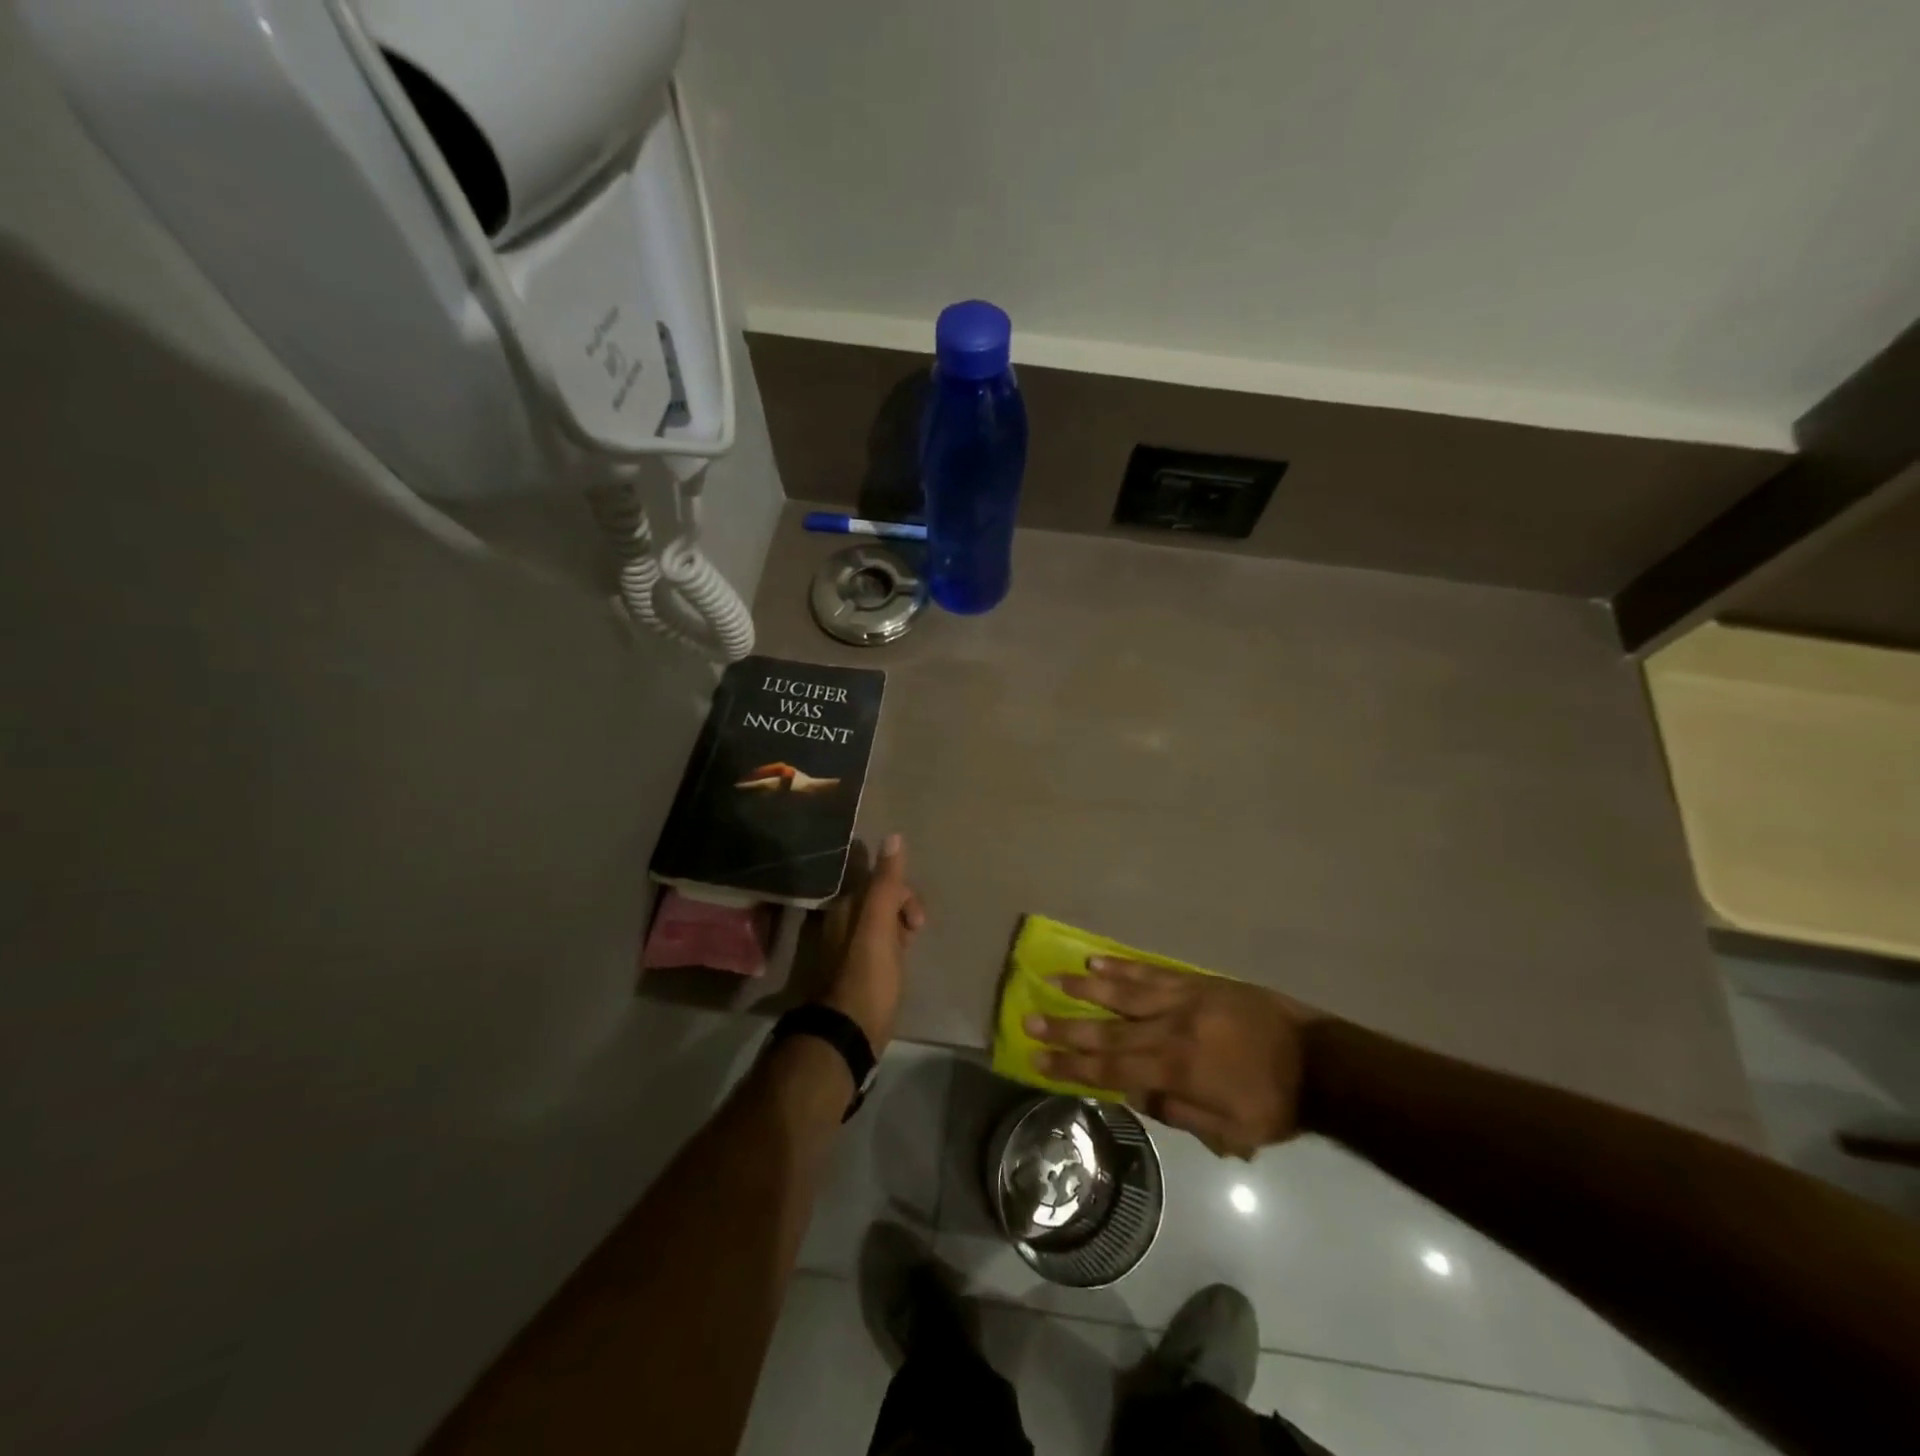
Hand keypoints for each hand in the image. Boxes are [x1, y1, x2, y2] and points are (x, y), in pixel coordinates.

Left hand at [818, 834, 924, 1051]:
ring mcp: (845, 952)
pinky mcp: (854, 976)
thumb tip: (893, 836)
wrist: (849, 1033)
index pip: (878, 883)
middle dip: (903, 911)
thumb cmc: (868, 976)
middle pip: (878, 902)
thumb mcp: (879, 925)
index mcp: (845, 909)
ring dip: (899, 931)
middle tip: (917, 933)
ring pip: (878, 926)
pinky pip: (877, 949)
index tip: (918, 920)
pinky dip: (892, 950)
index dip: (903, 894)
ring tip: (910, 951)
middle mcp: (840, 925)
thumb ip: (886, 883)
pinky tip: (899, 967)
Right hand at [1027, 959, 1323, 1159]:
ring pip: (1125, 993)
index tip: (1036, 1061)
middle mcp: (1170, 1030)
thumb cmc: (1274, 1104)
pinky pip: (1154, 972)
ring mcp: (1183, 1000)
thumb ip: (1178, 1114)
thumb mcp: (1230, 1132)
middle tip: (1030, 1019)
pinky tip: (1099, 960)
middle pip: (1108, 1030)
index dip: (1071, 1067)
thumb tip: (1133, 1094)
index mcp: (1176, 1070)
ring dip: (1086, 988)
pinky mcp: (1198, 982)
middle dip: (1066, 1028)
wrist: (1319, 1062)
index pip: (1111, 1071)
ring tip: (1054, 979)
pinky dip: (1124, 967)